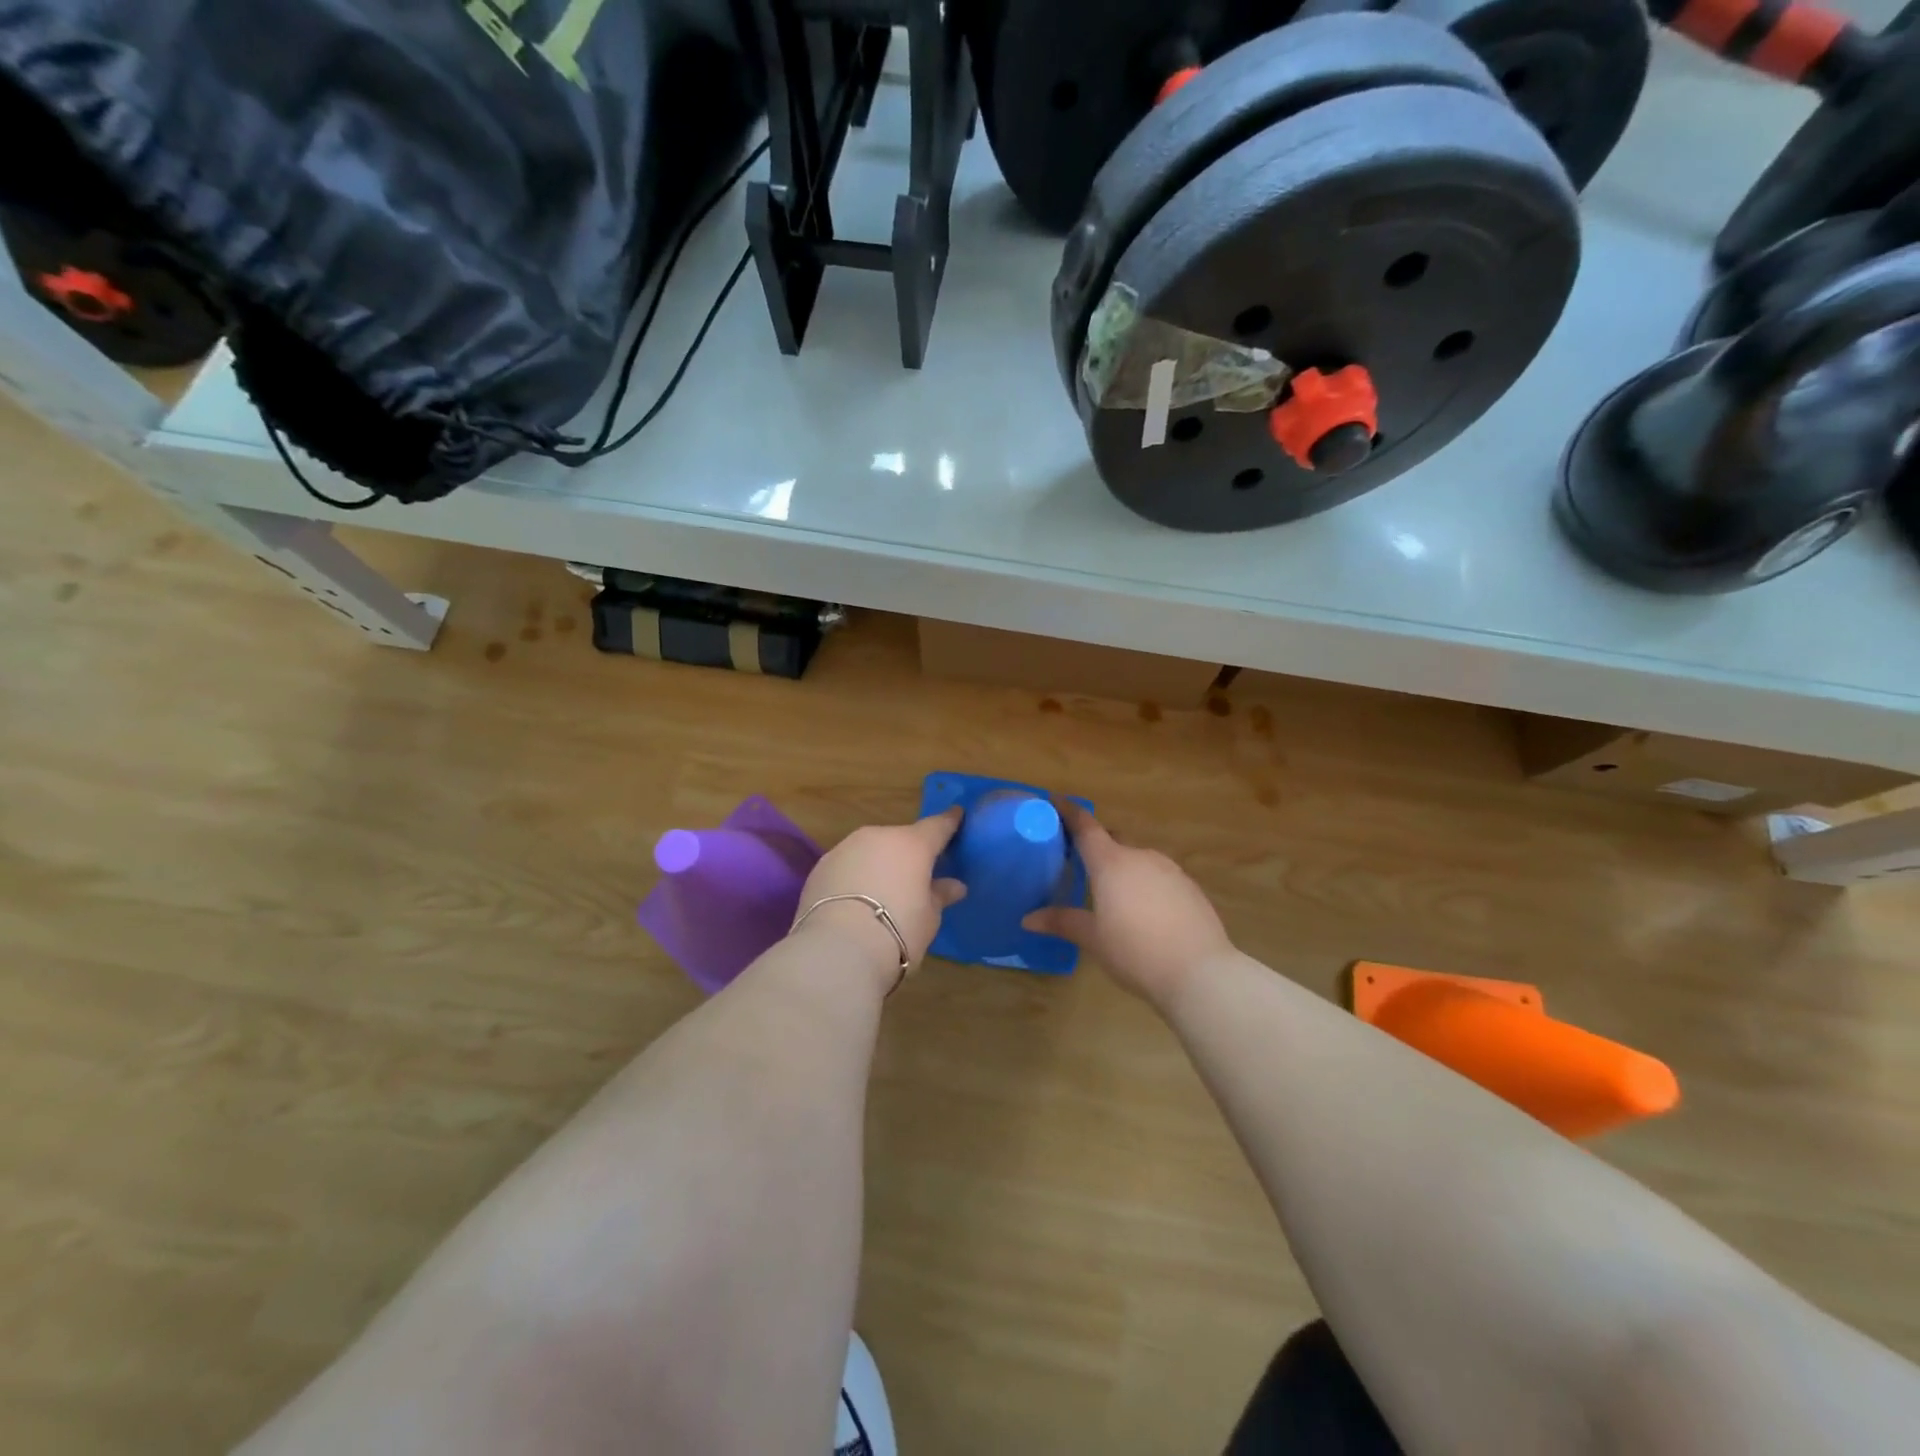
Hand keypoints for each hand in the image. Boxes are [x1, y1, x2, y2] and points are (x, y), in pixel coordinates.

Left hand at [791, 808, 966, 986]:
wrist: (837, 950)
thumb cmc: (897, 932)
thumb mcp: (928, 918)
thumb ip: (939, 895)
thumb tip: (954, 886)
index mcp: (912, 844)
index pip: (937, 826)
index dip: (950, 822)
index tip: (957, 814)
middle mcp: (878, 837)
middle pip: (900, 839)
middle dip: (909, 853)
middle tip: (915, 876)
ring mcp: (845, 848)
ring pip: (870, 851)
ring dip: (879, 864)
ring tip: (882, 894)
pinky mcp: (820, 867)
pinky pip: (847, 866)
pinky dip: (855, 878)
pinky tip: (855, 903)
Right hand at [1023, 802, 1233, 1008]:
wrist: (1200, 972)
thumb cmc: (1135, 952)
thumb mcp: (1093, 939)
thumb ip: (1062, 922)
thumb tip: (1029, 919)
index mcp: (1111, 863)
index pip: (1086, 827)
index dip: (1069, 812)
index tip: (1056, 801)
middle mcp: (1141, 857)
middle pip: (1113, 841)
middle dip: (1097, 846)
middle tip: (1080, 862)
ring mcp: (1170, 870)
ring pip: (1138, 860)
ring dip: (1123, 868)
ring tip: (1114, 894)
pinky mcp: (1190, 887)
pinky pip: (1160, 877)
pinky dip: (1146, 884)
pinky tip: (1146, 912)